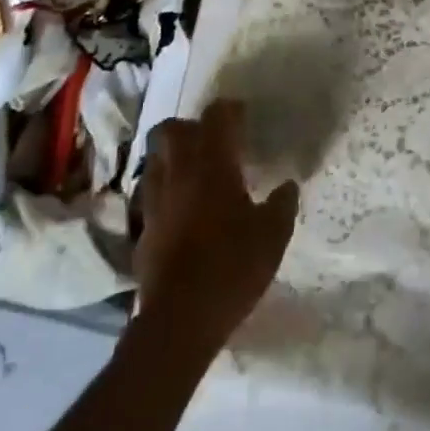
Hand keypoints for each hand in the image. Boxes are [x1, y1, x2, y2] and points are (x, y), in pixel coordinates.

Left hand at [133, 99, 298, 356]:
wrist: (179, 320)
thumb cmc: (232, 267)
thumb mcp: (273, 235)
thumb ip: (282, 204)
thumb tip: (287, 186)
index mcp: (212, 164)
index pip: (216, 116)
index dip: (230, 110)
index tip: (243, 117)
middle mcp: (178, 173)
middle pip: (172, 129)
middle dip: (190, 127)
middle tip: (212, 141)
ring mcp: (155, 201)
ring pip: (155, 160)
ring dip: (172, 157)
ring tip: (194, 172)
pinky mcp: (142, 230)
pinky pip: (150, 195)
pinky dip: (165, 192)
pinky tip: (181, 210)